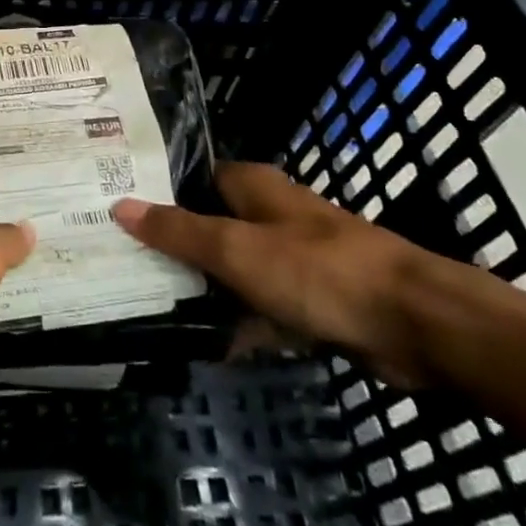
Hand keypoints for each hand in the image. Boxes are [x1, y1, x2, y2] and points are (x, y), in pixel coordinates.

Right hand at [114, 162, 431, 384]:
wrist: (412, 323)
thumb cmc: (316, 270)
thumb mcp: (236, 249)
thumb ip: (178, 231)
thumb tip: (120, 204)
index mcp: (250, 186)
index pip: (189, 179)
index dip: (155, 193)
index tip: (113, 211)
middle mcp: (267, 213)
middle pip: (208, 224)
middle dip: (173, 246)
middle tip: (122, 265)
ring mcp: (289, 257)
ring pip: (232, 269)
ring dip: (203, 289)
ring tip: (149, 307)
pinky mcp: (308, 299)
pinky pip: (260, 306)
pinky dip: (239, 323)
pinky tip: (206, 346)